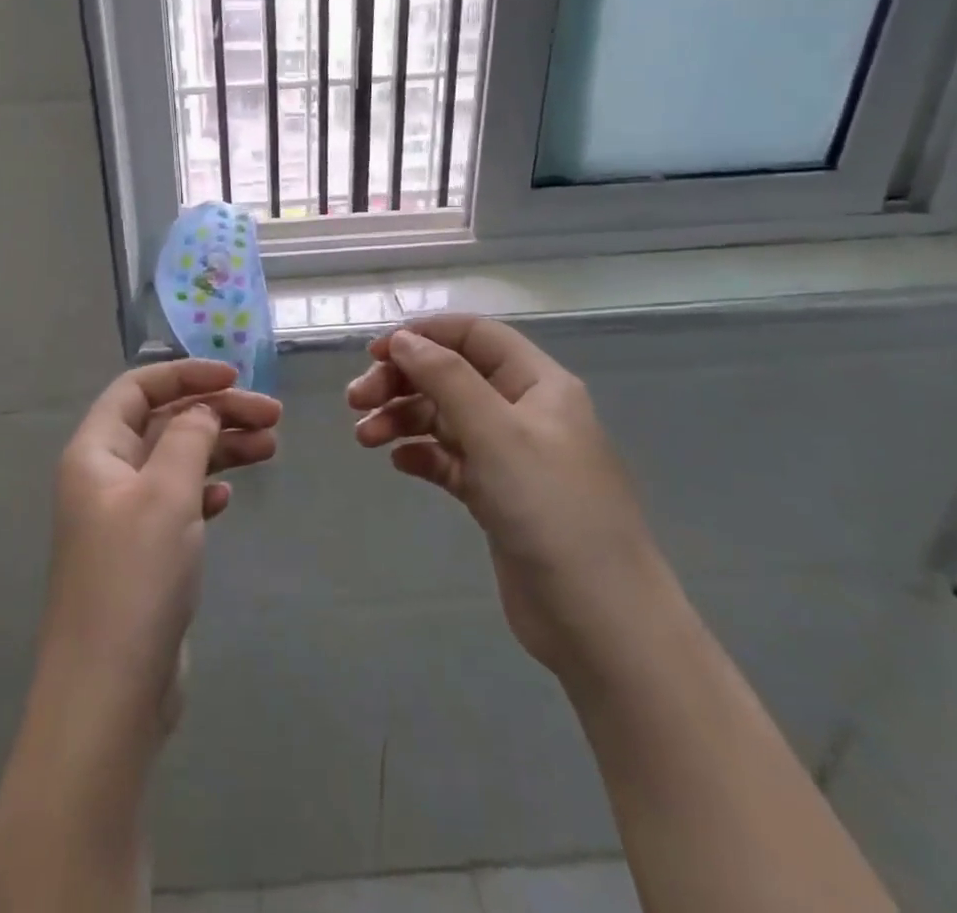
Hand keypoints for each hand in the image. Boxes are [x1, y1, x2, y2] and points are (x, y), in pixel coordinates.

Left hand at [37, 358, 280, 750]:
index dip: (185, 374)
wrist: (110, 693)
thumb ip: (189, 438)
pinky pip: (177, 502)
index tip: (235, 376)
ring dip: (220, 449)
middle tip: (273, 416)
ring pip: (176, 462)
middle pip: (163, 423)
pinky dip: (205, 490)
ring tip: (271, 446)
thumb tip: (202, 408)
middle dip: (215, 412)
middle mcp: (104, 477)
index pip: (138, 389)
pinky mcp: (143, 554)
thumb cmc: (135, 577)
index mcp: (95, 452)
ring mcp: (123, 518)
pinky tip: (230, 497)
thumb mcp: (166, 493)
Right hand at [347, 315, 671, 677]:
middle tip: (356, 400)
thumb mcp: (496, 432)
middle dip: (402, 381)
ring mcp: (510, 456)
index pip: (475, 335)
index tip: (375, 352)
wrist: (599, 621)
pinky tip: (399, 463)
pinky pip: (450, 460)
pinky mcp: (497, 497)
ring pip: (445, 418)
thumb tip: (403, 338)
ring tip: (364, 438)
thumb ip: (446, 378)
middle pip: (452, 376)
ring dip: (402, 419)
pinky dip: (421, 455)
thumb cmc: (550, 509)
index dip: (424, 334)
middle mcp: (524, 411)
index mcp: (537, 383)